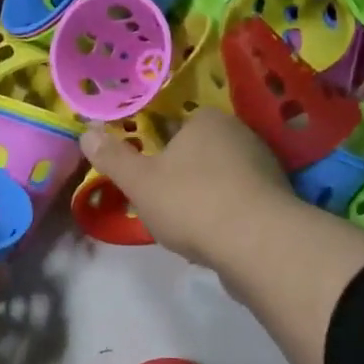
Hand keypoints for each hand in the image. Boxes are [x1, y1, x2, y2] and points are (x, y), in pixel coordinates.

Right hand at [82, 110, 296, 270]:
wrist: (257, 244)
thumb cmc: (191, 202)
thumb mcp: (139, 182)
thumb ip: (112, 157)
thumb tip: (86, 133)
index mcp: (207, 120)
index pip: (177, 123)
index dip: (158, 148)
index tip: (146, 175)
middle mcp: (241, 133)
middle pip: (200, 151)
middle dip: (181, 173)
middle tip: (162, 202)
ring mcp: (264, 166)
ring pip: (221, 177)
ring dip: (204, 196)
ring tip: (186, 224)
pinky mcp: (277, 199)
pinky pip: (240, 200)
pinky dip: (225, 214)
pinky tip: (213, 236)